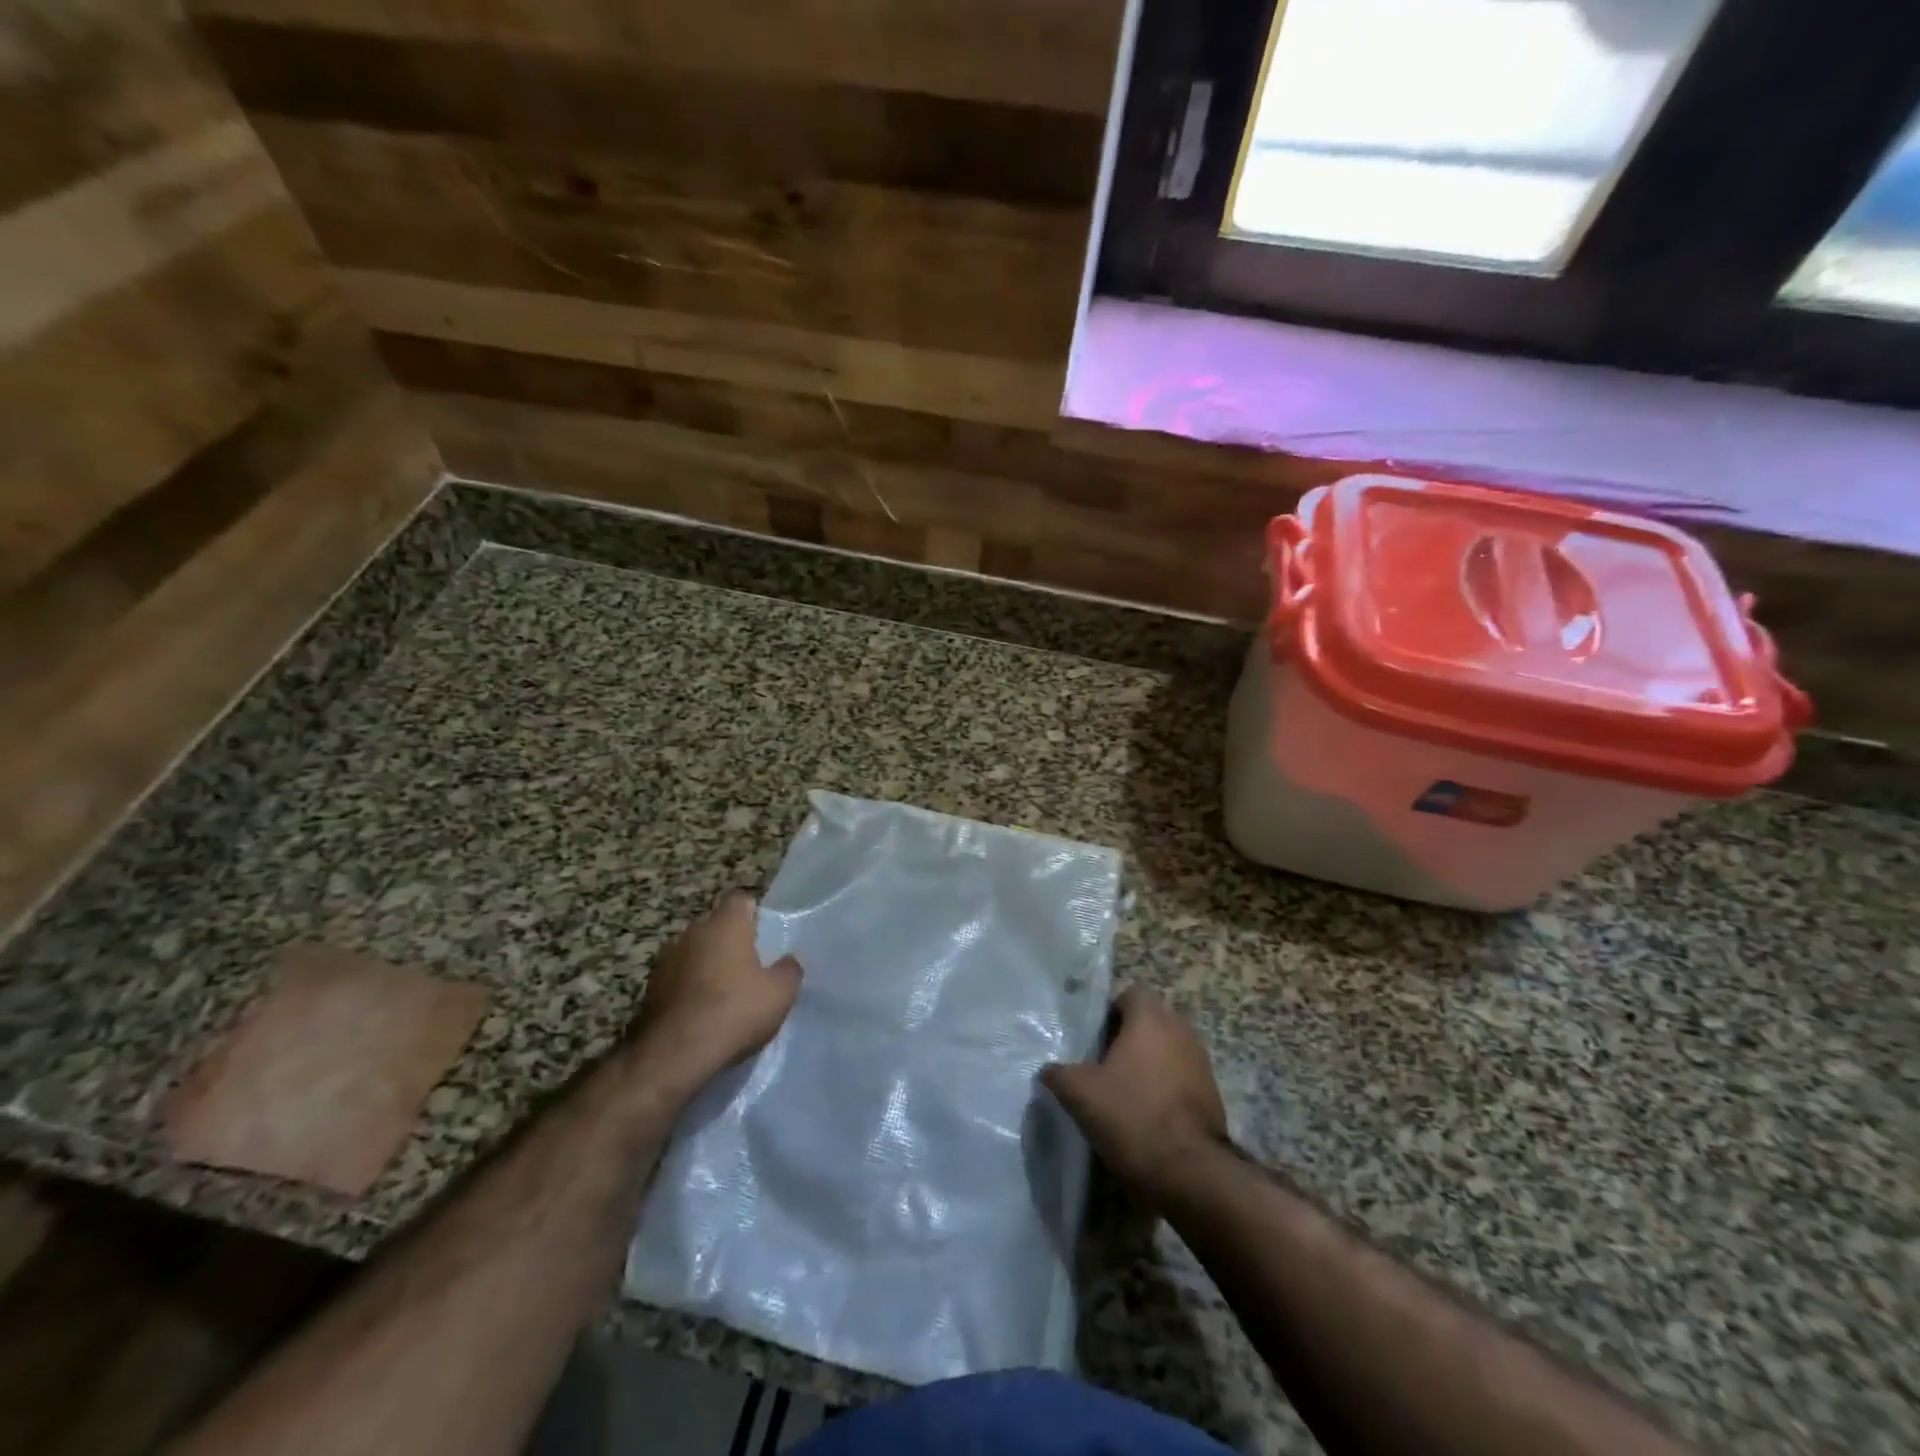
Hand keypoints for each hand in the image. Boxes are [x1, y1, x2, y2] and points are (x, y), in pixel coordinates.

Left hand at [626, 892, 801, 1097]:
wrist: (674, 1054)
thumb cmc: (734, 1011)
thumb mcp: (780, 993)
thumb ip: (789, 969)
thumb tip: (788, 960)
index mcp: (725, 924)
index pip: (741, 899)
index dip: (754, 914)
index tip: (765, 936)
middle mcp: (692, 932)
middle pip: (715, 925)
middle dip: (730, 940)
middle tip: (749, 966)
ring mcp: (666, 959)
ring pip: (694, 952)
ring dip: (707, 964)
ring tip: (724, 993)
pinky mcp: (650, 989)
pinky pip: (678, 978)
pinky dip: (689, 988)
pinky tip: (701, 1012)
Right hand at [1041, 987, 1227, 1202]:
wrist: (1191, 1173)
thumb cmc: (1133, 1117)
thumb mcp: (1080, 1094)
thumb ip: (1058, 1074)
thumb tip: (1048, 1070)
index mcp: (1151, 1019)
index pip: (1130, 993)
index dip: (1109, 1012)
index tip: (1094, 1039)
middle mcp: (1181, 1031)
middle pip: (1149, 1021)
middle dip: (1127, 1038)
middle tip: (1101, 1065)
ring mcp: (1201, 1062)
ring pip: (1166, 1049)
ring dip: (1147, 1064)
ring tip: (1122, 1092)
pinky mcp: (1211, 1094)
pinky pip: (1180, 1077)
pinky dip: (1163, 1087)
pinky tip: (1145, 1114)